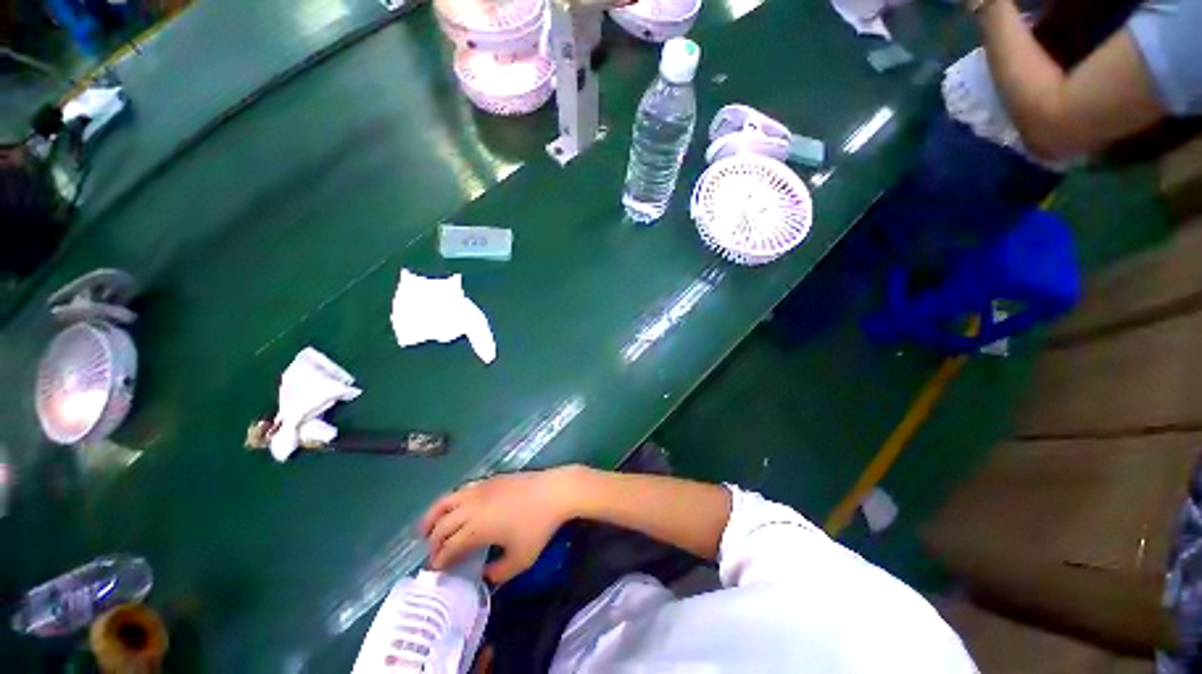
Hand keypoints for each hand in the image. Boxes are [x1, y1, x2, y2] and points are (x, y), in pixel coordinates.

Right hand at [418, 467, 578, 584]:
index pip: (449, 546)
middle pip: (442, 524)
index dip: (439, 560)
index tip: (436, 571)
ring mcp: (480, 489)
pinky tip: (454, 508)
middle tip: (432, 555)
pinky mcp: (490, 479)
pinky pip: (461, 489)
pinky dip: (450, 501)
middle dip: (433, 542)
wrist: (554, 491)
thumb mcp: (521, 559)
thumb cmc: (539, 526)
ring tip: (425, 529)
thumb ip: (499, 572)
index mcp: (477, 528)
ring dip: (433, 516)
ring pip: (446, 501)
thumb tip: (484, 575)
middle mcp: (472, 507)